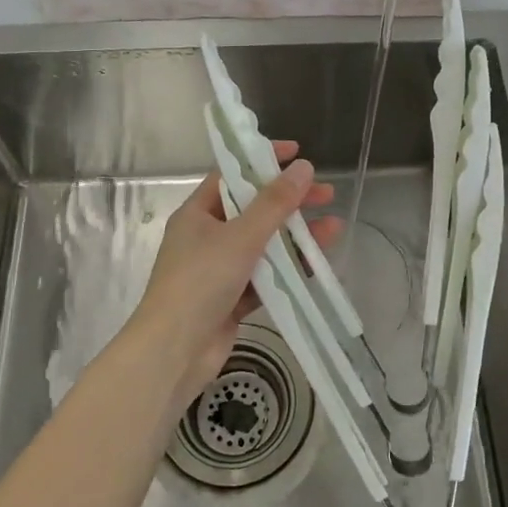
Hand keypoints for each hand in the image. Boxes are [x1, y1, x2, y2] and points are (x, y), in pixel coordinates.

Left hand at [131, 142, 339, 404]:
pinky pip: (266, 276)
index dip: (264, 160)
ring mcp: (219, 269)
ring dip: (296, 236)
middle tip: (326, 194)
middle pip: (254, 209)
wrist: (173, 354)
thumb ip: (274, 203)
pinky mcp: (232, 299)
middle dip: (290, 201)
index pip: (233, 175)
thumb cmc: (200, 283)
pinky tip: (317, 264)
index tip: (297, 153)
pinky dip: (289, 269)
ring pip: (264, 244)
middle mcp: (207, 236)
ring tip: (334, 227)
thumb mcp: (240, 237)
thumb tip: (304, 168)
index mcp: (198, 213)